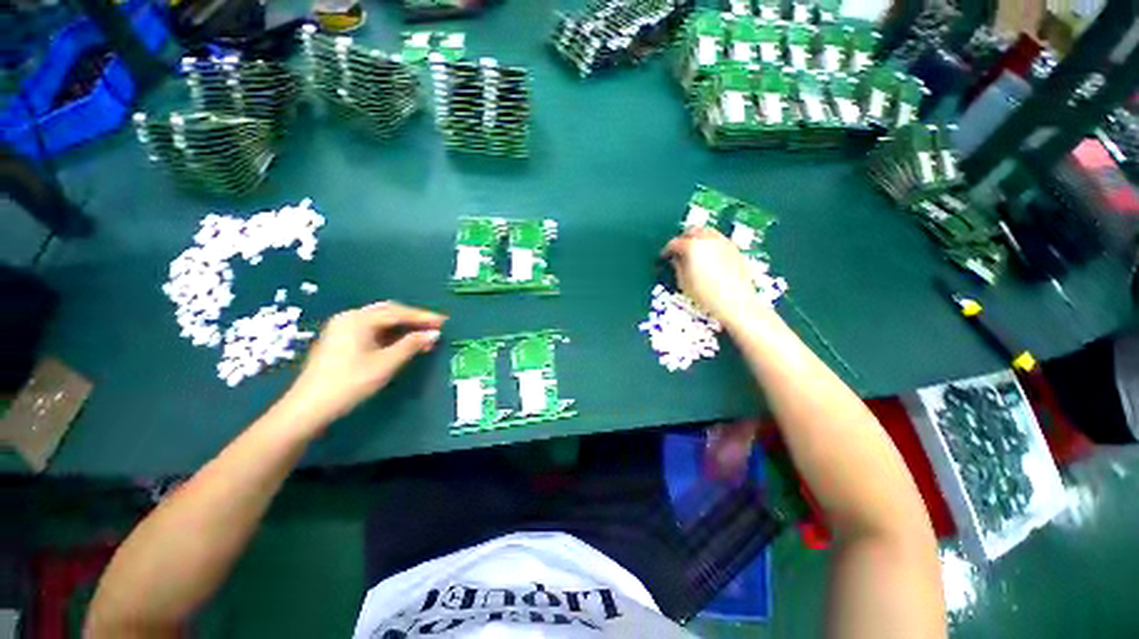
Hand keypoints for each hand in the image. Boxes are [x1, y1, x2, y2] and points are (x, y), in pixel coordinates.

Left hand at [283, 301, 445, 425]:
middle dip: (413, 319)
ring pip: (380, 320)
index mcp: (359, 319)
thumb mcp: (385, 364)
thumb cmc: (349, 383)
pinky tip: (402, 342)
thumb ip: (411, 345)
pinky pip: (371, 329)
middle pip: (389, 312)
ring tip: (423, 336)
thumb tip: (434, 334)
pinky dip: (390, 334)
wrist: (308, 407)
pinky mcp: (340, 340)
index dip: (423, 317)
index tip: (444, 322)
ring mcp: (342, 328)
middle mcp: (350, 318)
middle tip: (435, 327)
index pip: (398, 313)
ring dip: (403, 327)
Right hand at [661, 227, 765, 324]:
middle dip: (683, 239)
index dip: (667, 250)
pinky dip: (710, 243)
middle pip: (692, 231)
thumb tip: (676, 259)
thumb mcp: (684, 282)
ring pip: (707, 232)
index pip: (674, 243)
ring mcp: (724, 242)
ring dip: (698, 239)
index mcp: (692, 246)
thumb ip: (677, 266)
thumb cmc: (707, 295)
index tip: (665, 256)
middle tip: (678, 251)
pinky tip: (708, 257)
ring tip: (694, 252)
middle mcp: (708, 239)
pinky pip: (718, 239)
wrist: (735, 302)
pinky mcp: (734, 248)